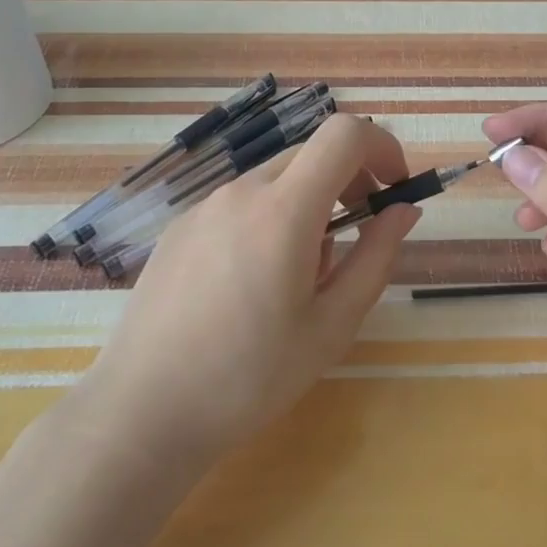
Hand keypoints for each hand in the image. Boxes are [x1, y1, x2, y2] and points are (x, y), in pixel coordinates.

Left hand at [80, 113, 419, 466]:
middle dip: (349, 179)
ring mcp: (204, 206)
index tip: (394, 188)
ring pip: (276, 179)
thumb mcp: (332, 324)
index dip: (382, 146)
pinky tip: (252, 282)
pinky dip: (268, 217)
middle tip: (357, 237)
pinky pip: (240, 202)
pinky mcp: (180, 227)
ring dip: (308, 203)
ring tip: (300, 275)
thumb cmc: (250, 377)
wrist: (143, 412)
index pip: (345, 134)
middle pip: (312, 153)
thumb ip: (376, 256)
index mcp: (284, 210)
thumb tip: (403, 209)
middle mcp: (241, 191)